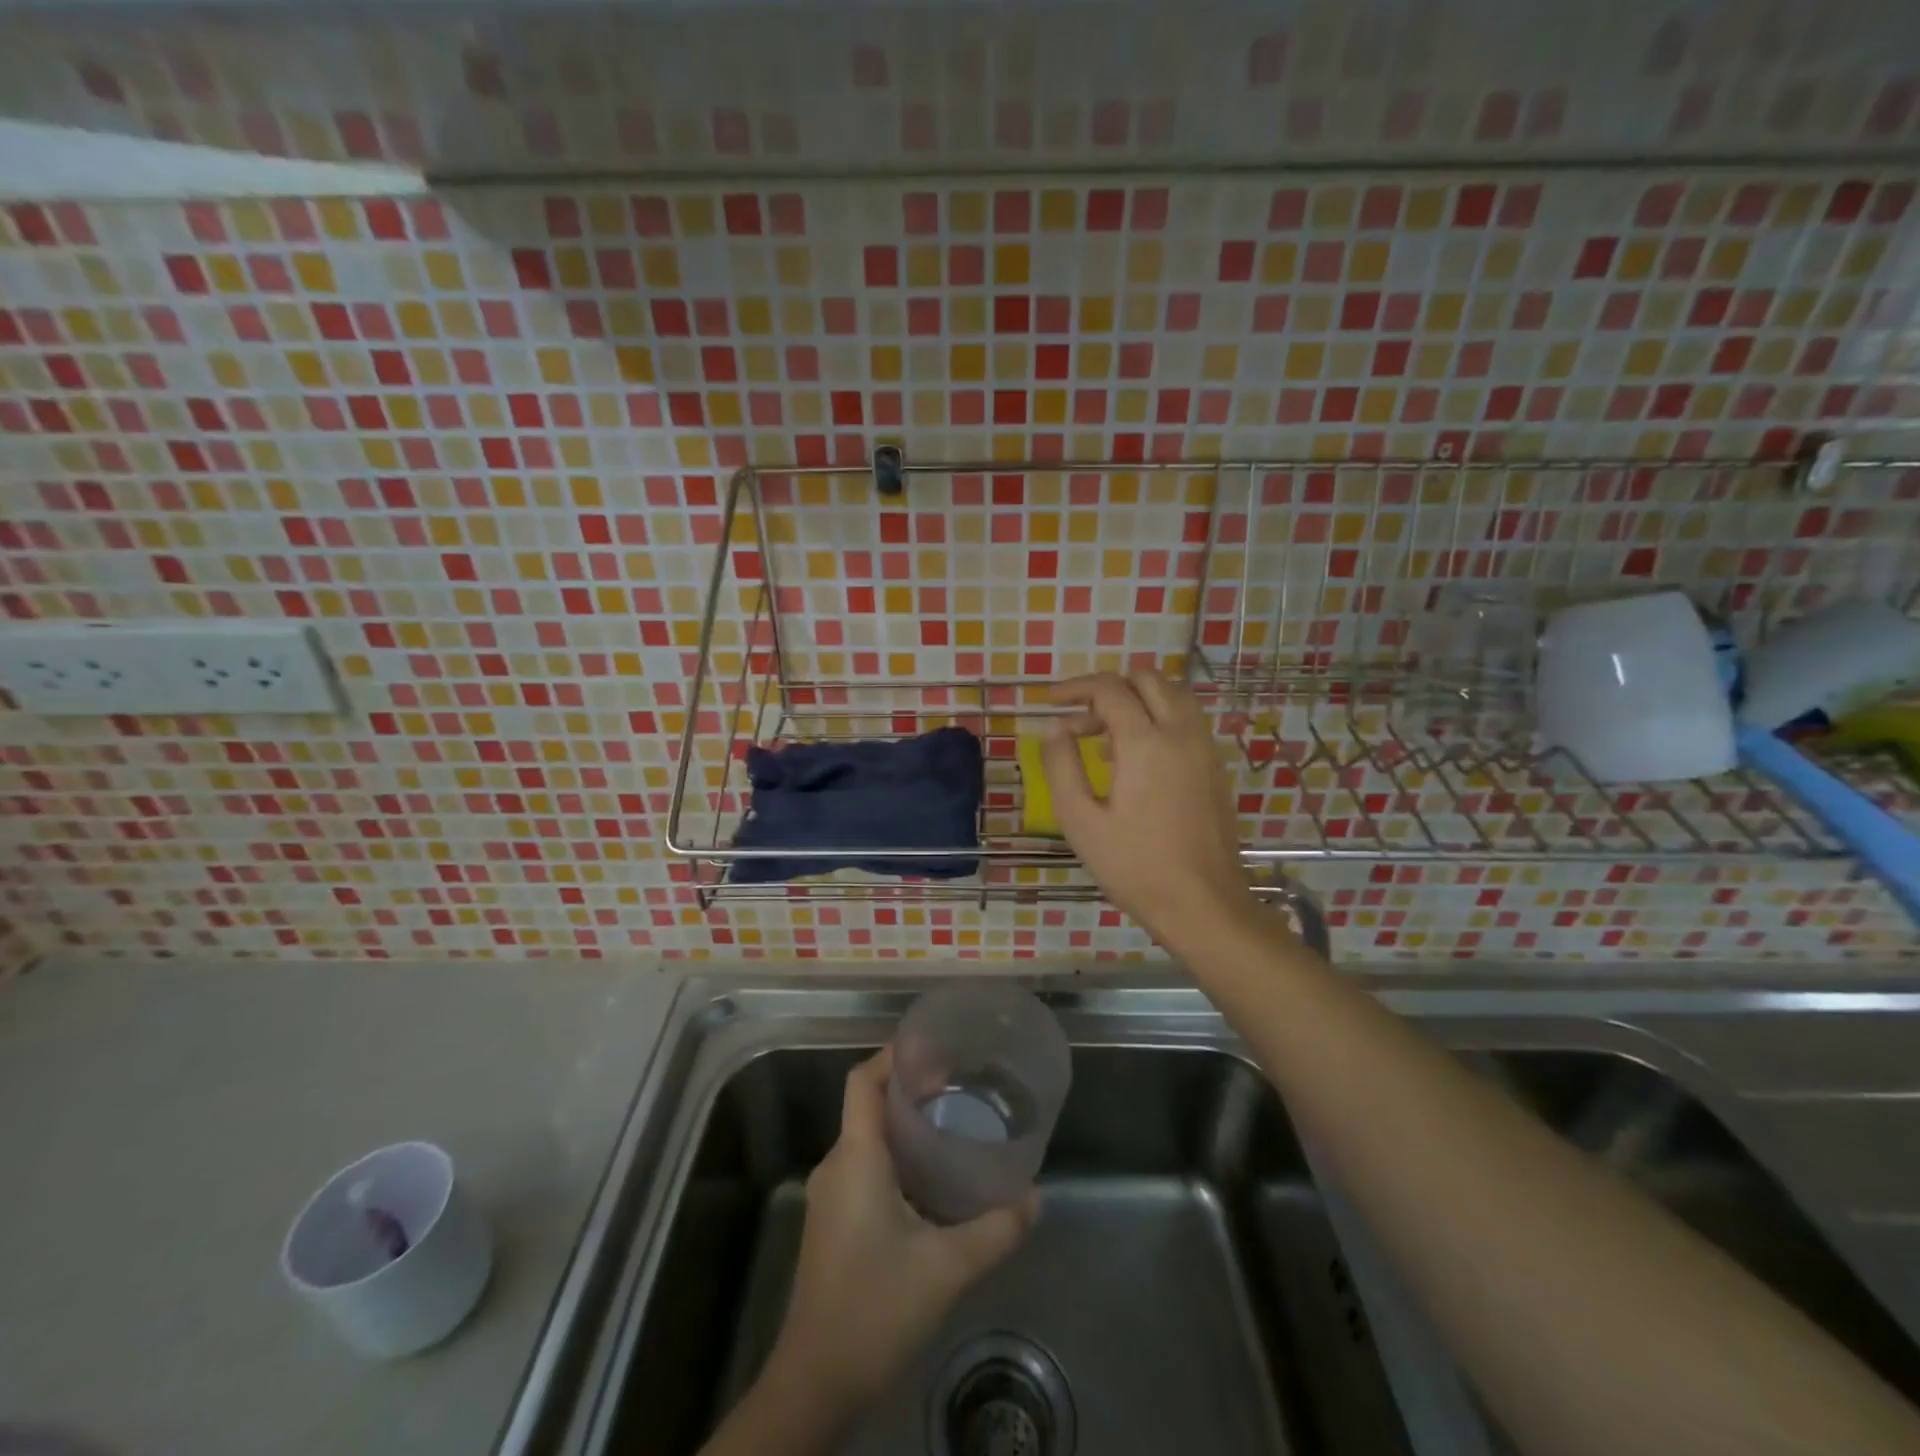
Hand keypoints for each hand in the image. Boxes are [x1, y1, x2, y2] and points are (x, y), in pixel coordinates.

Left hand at [767, 1048, 1036, 1410]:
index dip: (894, 1055)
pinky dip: (897, 1156)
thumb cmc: (875, 1309)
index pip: (864, 1081)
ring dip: (905, 1124)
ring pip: (868, 1138)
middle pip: (869, 1104)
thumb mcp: (946, 1267)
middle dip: (911, 1088)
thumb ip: (996, 1229)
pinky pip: (865, 1166)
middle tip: (959, 1085)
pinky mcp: (833, 1222)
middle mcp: (837, 1165)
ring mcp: (831, 1195)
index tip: (935, 1048)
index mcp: (856, 1157)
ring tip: (952, 1125)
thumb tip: (1036, 1197)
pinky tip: (931, 1179)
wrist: (815, 1383)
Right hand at [1043, 670, 1258, 944]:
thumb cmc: (1134, 866)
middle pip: (1147, 679)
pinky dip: (1158, 718)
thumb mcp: (1080, 820)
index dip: (1075, 688)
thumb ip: (1061, 766)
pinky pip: (1186, 720)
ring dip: (1137, 700)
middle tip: (1080, 720)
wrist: (1202, 903)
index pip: (1109, 689)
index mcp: (1145, 742)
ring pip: (1172, 695)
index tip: (1050, 703)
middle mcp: (1180, 732)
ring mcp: (1205, 748)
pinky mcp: (1215, 766)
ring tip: (1105, 736)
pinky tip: (1136, 758)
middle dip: (1109, 689)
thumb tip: (1054, 728)